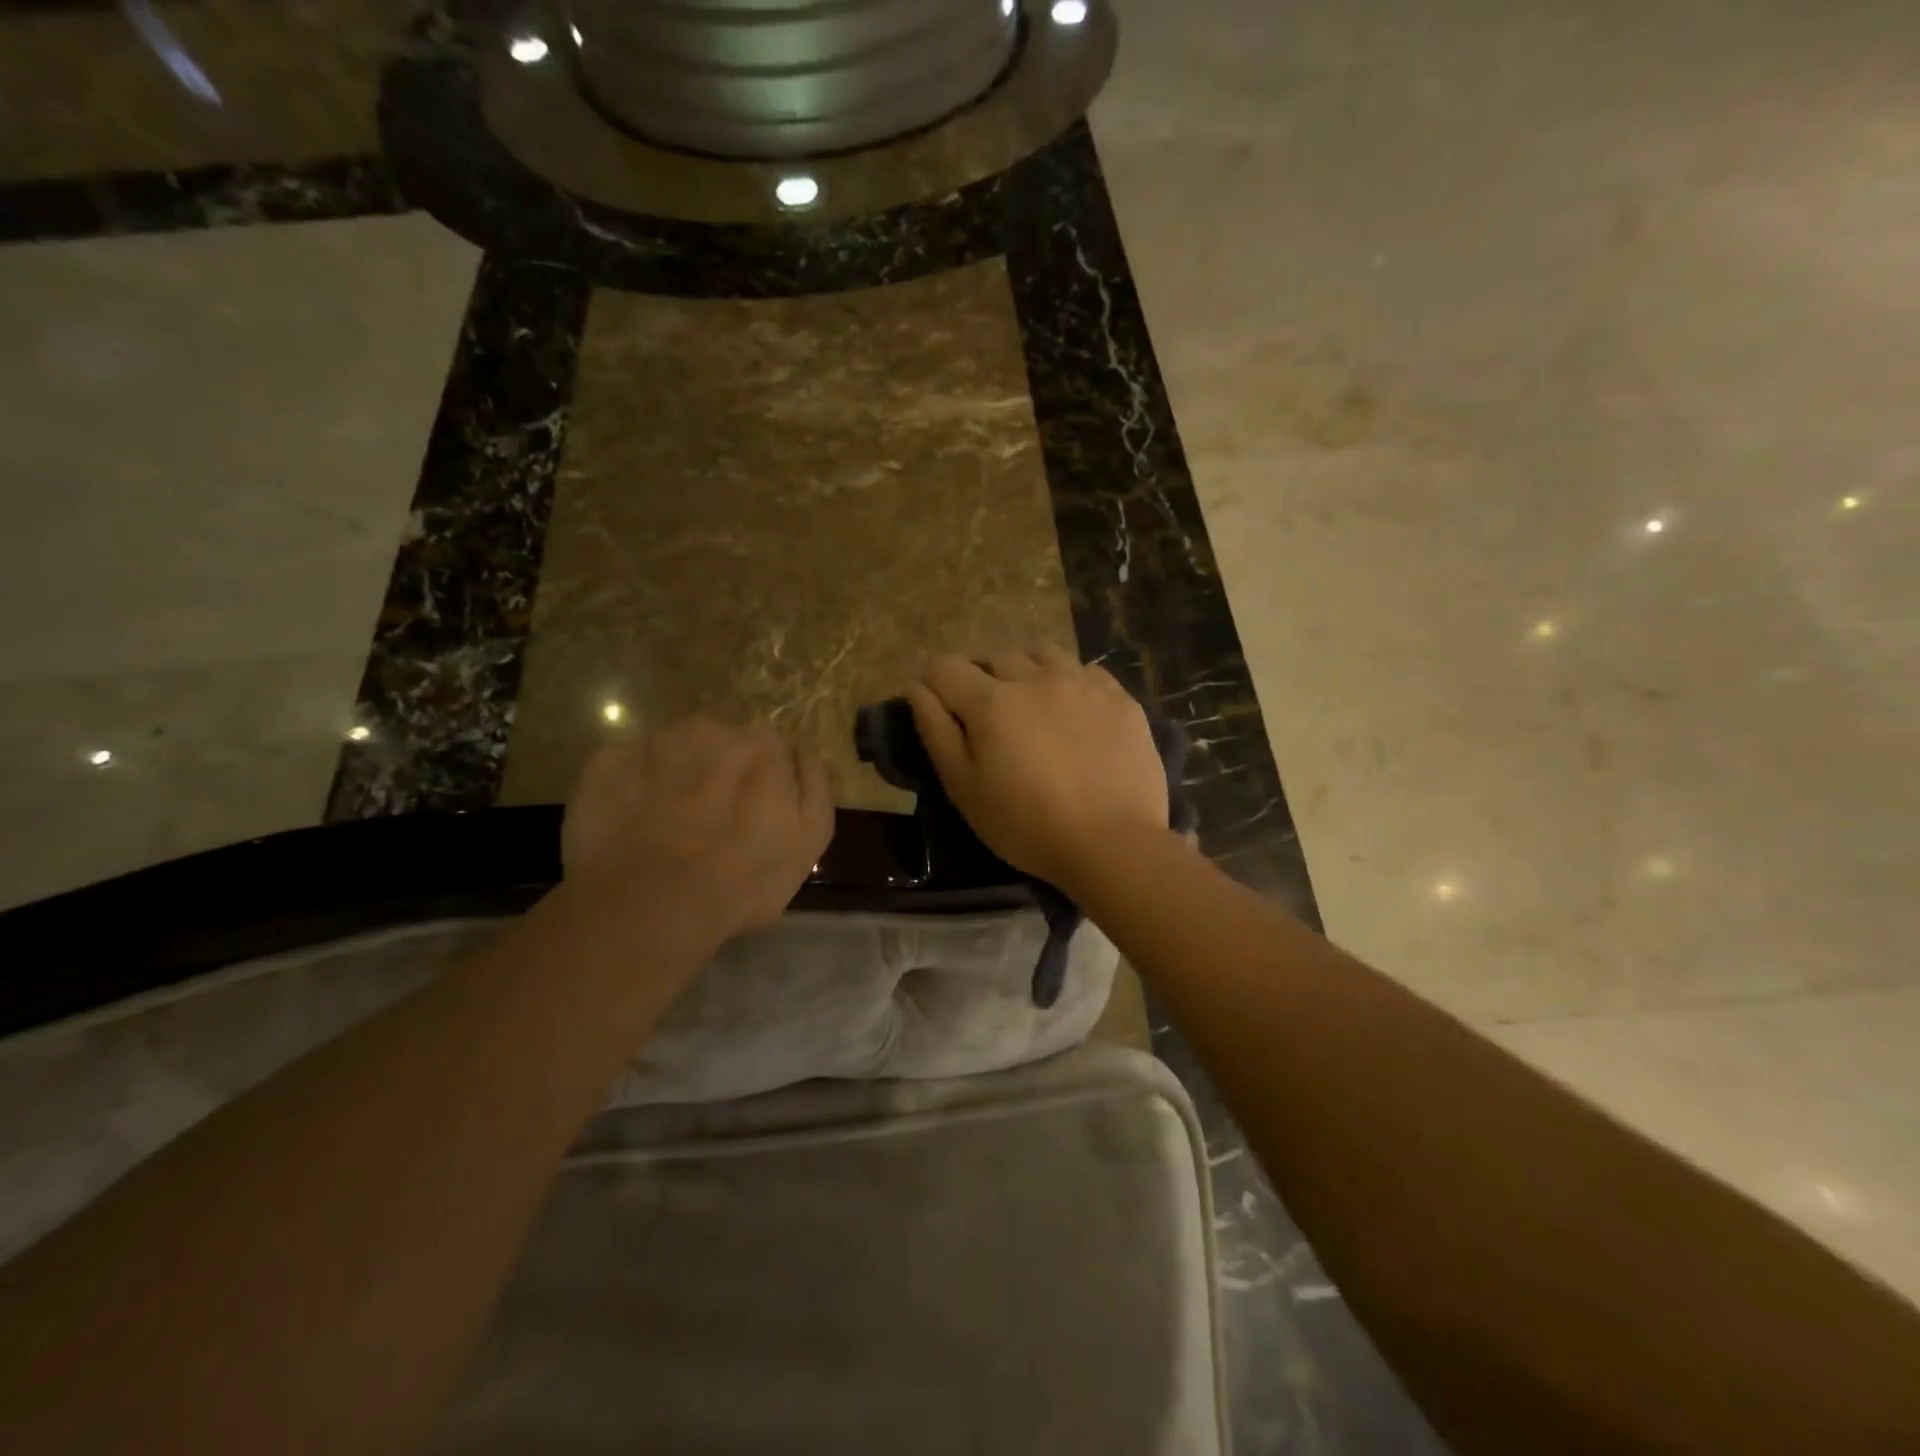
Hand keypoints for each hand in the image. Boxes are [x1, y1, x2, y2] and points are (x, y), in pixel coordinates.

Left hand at [561, 718, 833, 936]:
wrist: (655, 903)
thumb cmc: (746, 876)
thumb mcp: (811, 838)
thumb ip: (816, 785)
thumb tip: (806, 755)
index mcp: (762, 744)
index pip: (772, 750)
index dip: (768, 783)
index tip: (760, 816)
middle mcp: (709, 729)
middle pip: (722, 746)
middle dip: (721, 774)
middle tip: (714, 825)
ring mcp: (652, 744)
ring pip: (672, 754)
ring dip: (675, 779)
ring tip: (669, 829)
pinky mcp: (604, 766)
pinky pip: (625, 769)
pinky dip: (630, 790)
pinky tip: (632, 828)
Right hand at [905, 647, 1169, 889]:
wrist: (1112, 843)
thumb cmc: (1026, 826)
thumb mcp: (964, 788)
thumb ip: (936, 731)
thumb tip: (917, 688)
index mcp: (991, 701)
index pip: (945, 666)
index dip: (934, 681)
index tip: (940, 705)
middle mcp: (1035, 677)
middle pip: (993, 655)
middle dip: (979, 676)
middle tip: (986, 714)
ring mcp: (1081, 682)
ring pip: (1041, 652)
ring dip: (1024, 668)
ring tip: (1029, 701)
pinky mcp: (1119, 696)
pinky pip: (1084, 670)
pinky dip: (1068, 681)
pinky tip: (1073, 711)